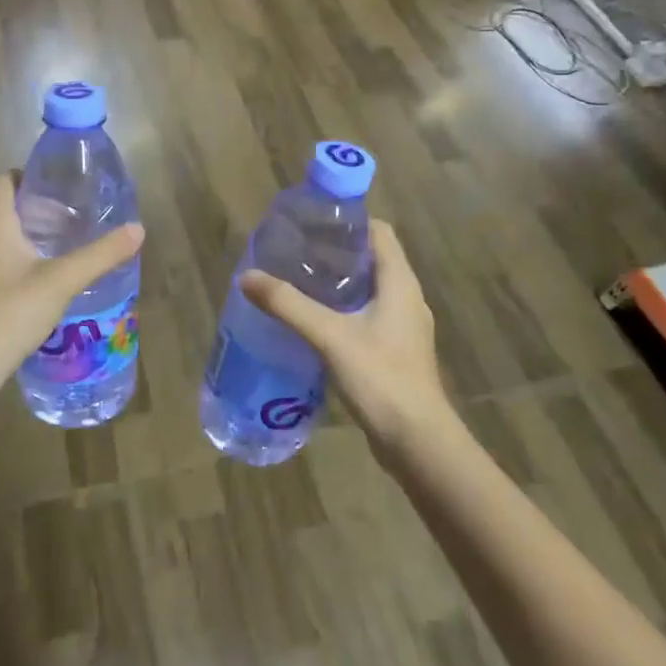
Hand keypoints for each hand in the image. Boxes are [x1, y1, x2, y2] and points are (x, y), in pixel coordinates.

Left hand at [0, 174, 144, 384]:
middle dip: (36, 207)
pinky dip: (19, 259)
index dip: (28, 175)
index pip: (3, 180)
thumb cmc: (11, 311)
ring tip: (63, 244)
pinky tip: (43, 278)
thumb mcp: (62, 280)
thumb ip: (101, 255)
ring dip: (28, 235)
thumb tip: (138, 229)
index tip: (58, 184)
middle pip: (4, 208)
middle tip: (72, 215)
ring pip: (1, 237)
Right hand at [240, 220, 448, 456]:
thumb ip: (288, 305)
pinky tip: (314, 322)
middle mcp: (407, 298)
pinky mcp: (396, 351)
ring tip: (298, 282)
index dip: (348, 221)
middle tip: (295, 251)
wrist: (418, 444)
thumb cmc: (382, 378)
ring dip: (338, 283)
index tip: (312, 222)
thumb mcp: (330, 337)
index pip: (378, 231)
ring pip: (369, 289)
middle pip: (371, 258)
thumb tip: (247, 276)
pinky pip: (368, 316)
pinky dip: (343, 310)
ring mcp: (404, 327)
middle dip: (335, 251)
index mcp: (400, 282)